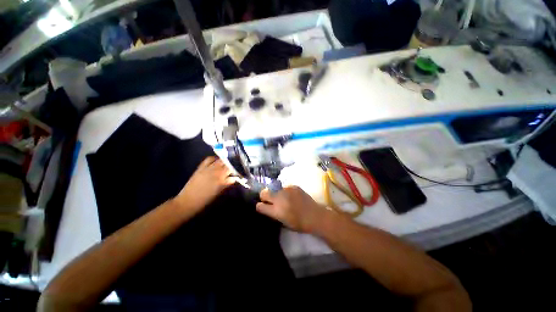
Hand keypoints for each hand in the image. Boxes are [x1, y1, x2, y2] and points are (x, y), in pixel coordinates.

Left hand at [174, 156, 236, 211]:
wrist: (188, 201)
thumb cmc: (206, 200)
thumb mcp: (220, 192)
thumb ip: (228, 183)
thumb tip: (235, 178)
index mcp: (221, 179)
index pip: (233, 170)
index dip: (238, 170)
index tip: (241, 171)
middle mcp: (215, 171)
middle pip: (228, 163)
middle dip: (233, 164)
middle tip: (236, 167)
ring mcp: (208, 168)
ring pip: (220, 160)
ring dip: (226, 161)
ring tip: (228, 163)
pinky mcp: (201, 167)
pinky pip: (209, 159)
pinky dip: (215, 159)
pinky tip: (217, 161)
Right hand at [256, 186, 330, 232]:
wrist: (315, 215)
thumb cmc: (299, 224)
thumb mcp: (283, 222)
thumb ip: (273, 213)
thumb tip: (267, 206)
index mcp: (276, 211)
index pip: (260, 206)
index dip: (260, 206)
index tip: (262, 206)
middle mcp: (279, 198)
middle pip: (263, 192)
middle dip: (264, 196)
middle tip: (269, 200)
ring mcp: (287, 190)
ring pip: (274, 189)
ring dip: (276, 193)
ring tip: (284, 198)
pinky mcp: (293, 186)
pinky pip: (284, 188)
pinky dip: (286, 192)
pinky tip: (292, 196)